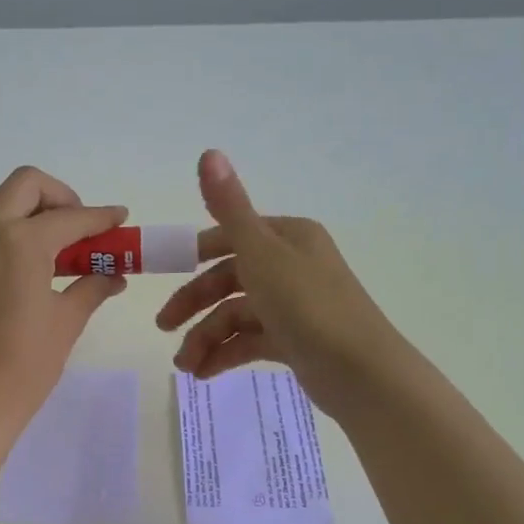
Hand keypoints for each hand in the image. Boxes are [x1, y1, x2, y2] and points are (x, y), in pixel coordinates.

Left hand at [0, 166, 128, 436]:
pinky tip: (1, 253)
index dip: (100, 217)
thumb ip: (92, 287)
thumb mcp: (66, 322)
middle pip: (26, 185)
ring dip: (20, 208)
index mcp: (21, 243)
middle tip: (76, 226)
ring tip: (38, 241)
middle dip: (59, 197)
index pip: (70, 218)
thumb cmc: (25, 366)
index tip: (118, 219)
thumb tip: (114, 275)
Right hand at [156, 150, 402, 414]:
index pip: (230, 238)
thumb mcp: (261, 253)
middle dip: (194, 305)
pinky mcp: (295, 340)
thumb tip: (208, 151)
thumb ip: (230, 207)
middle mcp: (292, 266)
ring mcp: (294, 306)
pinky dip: (225, 354)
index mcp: (287, 237)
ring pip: (237, 315)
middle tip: (163, 328)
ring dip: (205, 337)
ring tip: (185, 366)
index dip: (195, 255)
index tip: (163, 274)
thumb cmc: (306, 305)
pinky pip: (250, 341)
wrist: (360, 372)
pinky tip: (204, 372)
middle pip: (229, 279)